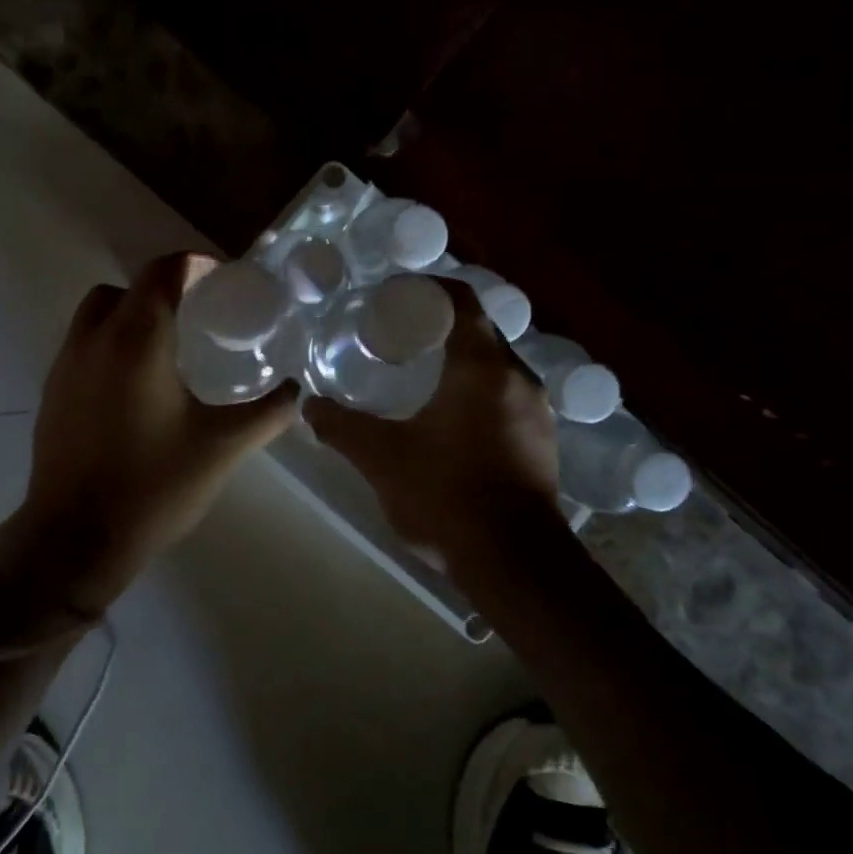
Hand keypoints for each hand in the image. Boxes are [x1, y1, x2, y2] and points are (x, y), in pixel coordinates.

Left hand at [0, 252, 299, 614]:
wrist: (75, 539)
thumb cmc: (154, 486)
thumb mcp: (223, 447)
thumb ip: (267, 413)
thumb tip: (296, 391)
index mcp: (137, 339)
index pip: (162, 271)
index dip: (195, 264)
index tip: (222, 281)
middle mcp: (94, 339)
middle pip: (127, 288)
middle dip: (162, 290)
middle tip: (197, 316)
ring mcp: (65, 365)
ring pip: (98, 315)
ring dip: (131, 315)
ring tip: (168, 350)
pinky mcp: (52, 393)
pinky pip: (83, 346)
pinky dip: (110, 345)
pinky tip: (137, 388)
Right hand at [304, 281, 560, 558]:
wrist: (514, 562)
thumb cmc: (446, 496)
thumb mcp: (382, 458)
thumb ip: (342, 427)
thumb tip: (309, 406)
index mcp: (482, 367)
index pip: (462, 301)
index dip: (428, 291)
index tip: (394, 298)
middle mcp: (518, 377)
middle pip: (479, 330)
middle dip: (439, 325)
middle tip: (396, 334)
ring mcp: (537, 410)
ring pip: (495, 364)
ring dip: (461, 359)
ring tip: (419, 372)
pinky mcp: (542, 439)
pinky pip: (507, 394)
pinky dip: (478, 389)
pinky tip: (450, 416)